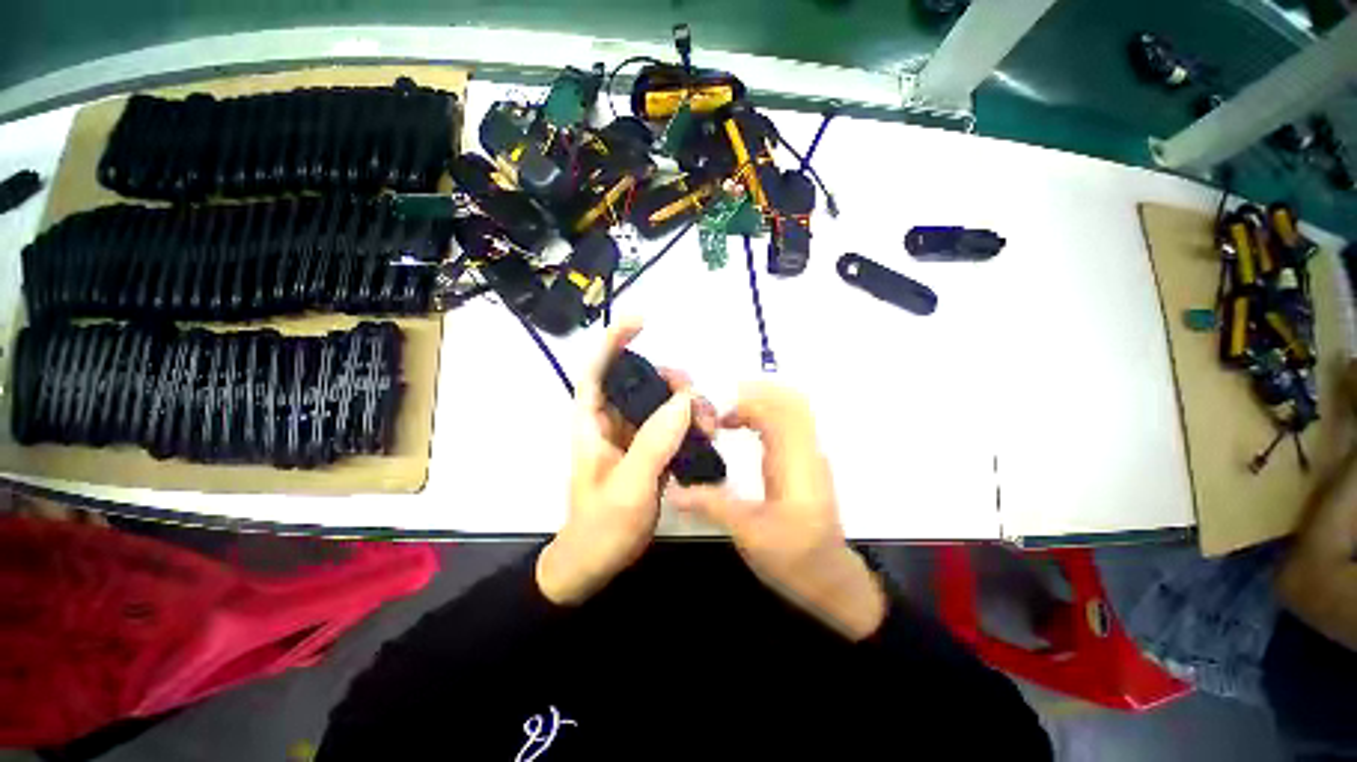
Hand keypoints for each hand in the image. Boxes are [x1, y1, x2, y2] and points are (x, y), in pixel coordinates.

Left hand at [536, 318, 715, 604]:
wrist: (595, 565)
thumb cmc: (601, 528)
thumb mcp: (628, 487)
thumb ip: (654, 443)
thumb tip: (684, 400)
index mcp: (592, 424)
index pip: (597, 370)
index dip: (615, 341)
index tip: (641, 321)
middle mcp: (611, 422)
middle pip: (637, 382)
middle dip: (667, 378)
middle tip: (694, 395)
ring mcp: (631, 437)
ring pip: (659, 403)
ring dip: (684, 403)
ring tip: (706, 422)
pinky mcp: (648, 451)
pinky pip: (670, 425)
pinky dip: (688, 423)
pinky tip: (704, 433)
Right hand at [671, 383, 886, 640]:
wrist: (832, 581)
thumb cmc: (795, 559)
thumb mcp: (749, 535)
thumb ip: (712, 506)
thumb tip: (672, 491)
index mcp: (796, 464)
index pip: (778, 412)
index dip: (747, 404)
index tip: (717, 419)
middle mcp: (806, 452)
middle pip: (789, 401)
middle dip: (753, 395)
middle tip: (720, 407)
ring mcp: (808, 455)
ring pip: (789, 409)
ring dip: (758, 403)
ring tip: (726, 416)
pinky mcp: (803, 461)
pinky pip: (787, 423)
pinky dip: (763, 416)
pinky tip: (741, 429)